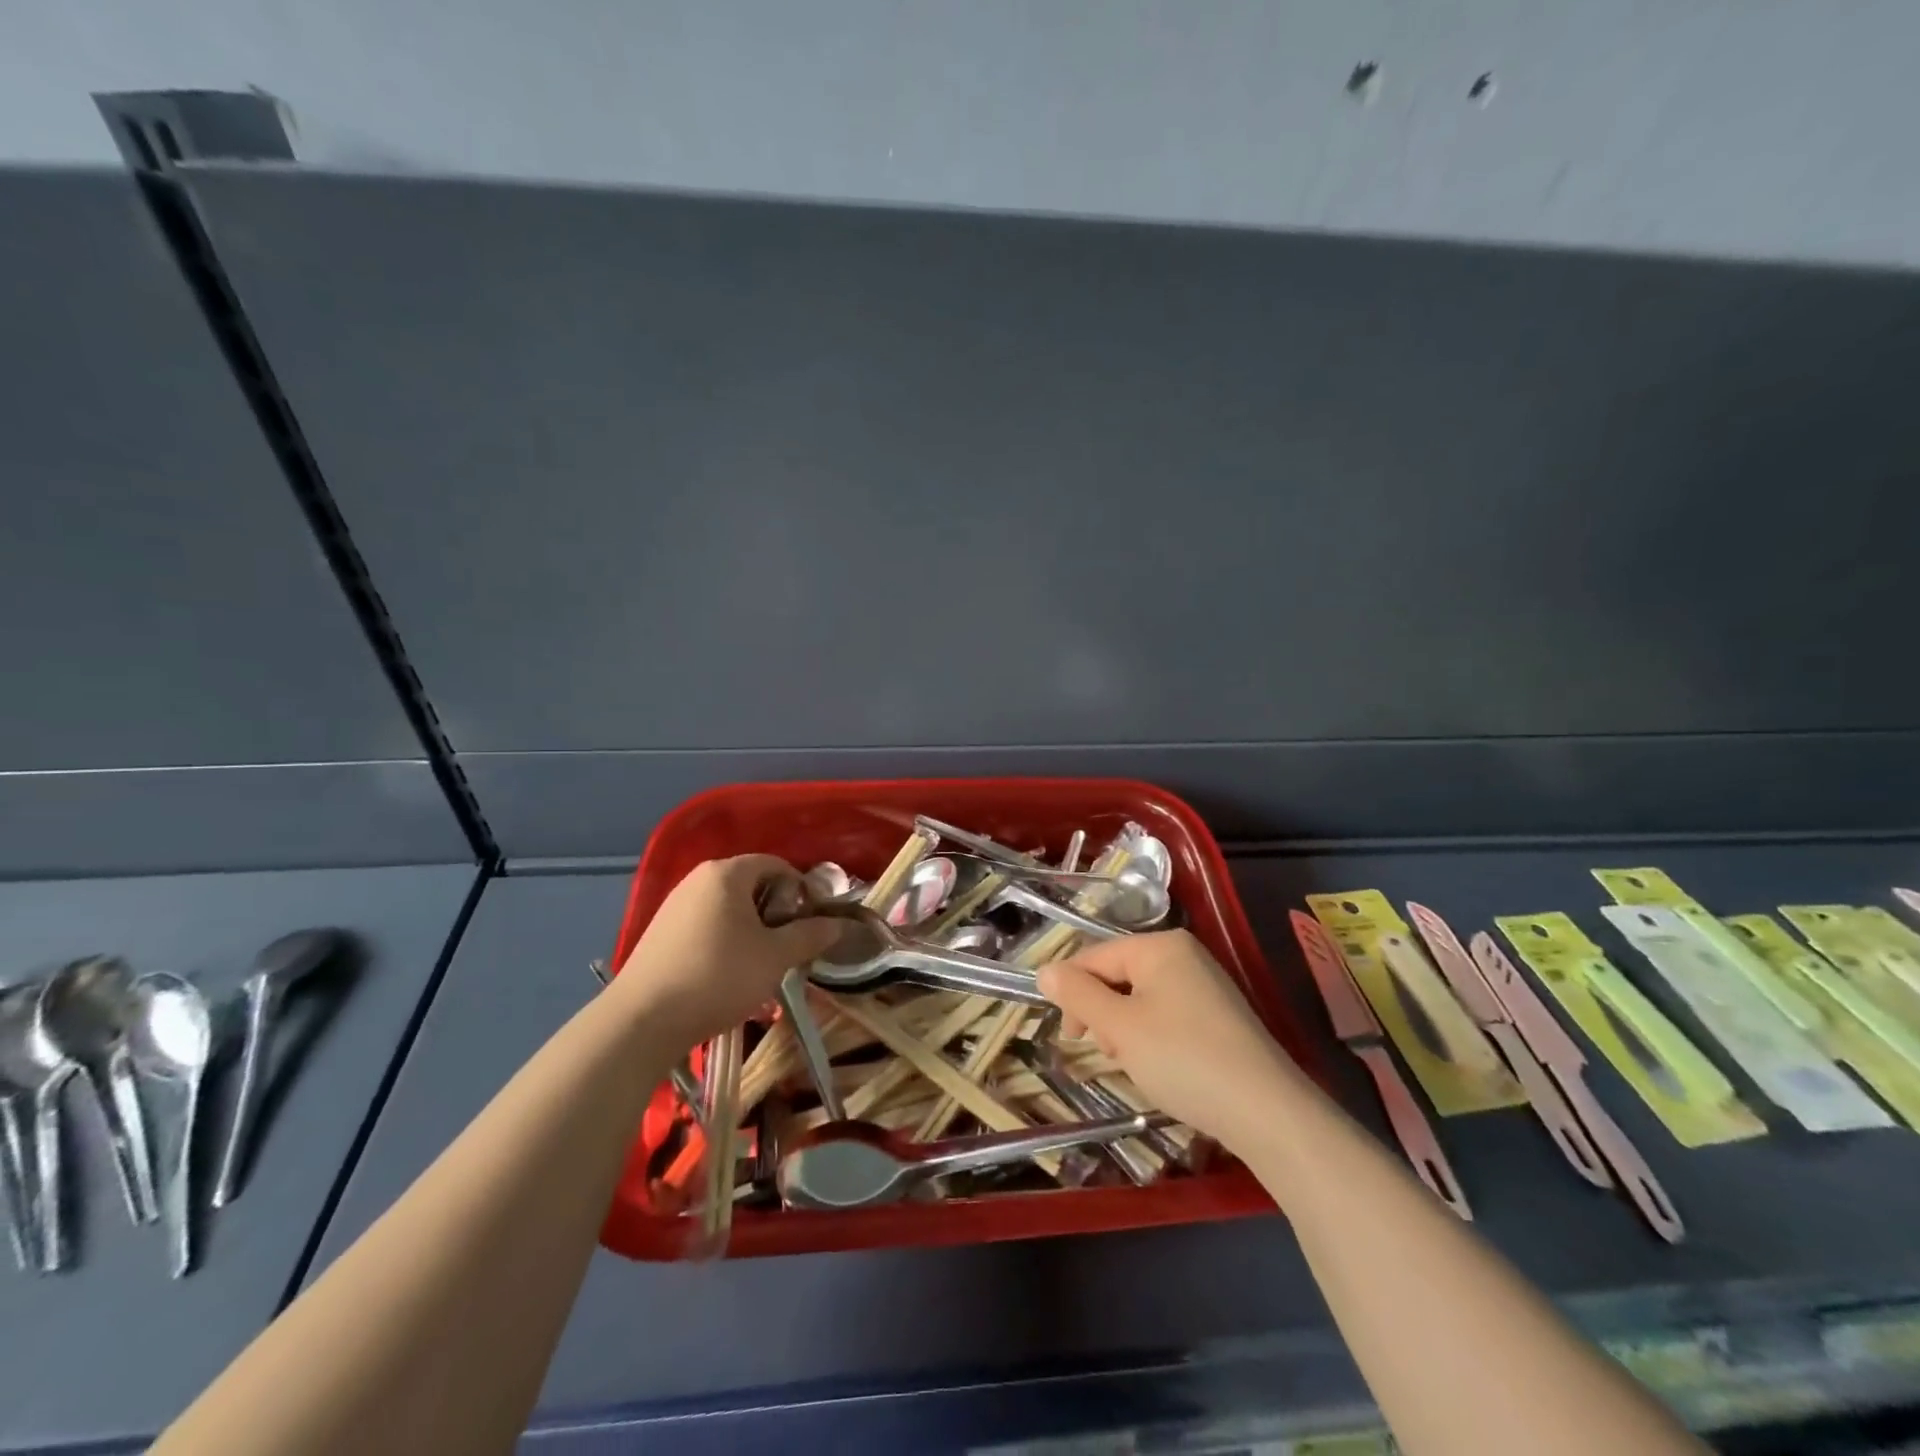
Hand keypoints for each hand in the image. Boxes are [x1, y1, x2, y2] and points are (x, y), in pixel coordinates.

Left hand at [613, 855, 842, 1047]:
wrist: (641, 1022)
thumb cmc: (718, 977)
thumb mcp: (775, 957)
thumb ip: (810, 935)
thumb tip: (838, 924)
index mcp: (726, 873)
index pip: (776, 865)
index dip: (800, 890)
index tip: (811, 923)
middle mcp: (698, 880)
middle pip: (752, 886)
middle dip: (777, 914)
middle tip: (789, 948)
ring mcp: (675, 906)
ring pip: (729, 910)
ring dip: (753, 932)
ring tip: (762, 967)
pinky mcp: (661, 934)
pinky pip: (707, 927)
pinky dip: (726, 943)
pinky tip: (728, 977)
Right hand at [1038, 930, 1307, 1149]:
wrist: (1267, 1112)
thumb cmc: (1183, 1059)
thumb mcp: (1119, 1027)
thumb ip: (1078, 995)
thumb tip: (1045, 970)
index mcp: (1160, 945)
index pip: (1096, 957)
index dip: (1073, 992)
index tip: (1070, 1036)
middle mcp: (1185, 954)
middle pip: (1119, 975)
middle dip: (1103, 1013)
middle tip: (1108, 1052)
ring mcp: (1206, 984)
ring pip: (1141, 998)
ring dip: (1125, 1029)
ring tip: (1135, 1063)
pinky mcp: (1219, 1015)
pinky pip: (1168, 1014)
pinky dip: (1152, 1037)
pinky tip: (1161, 1067)